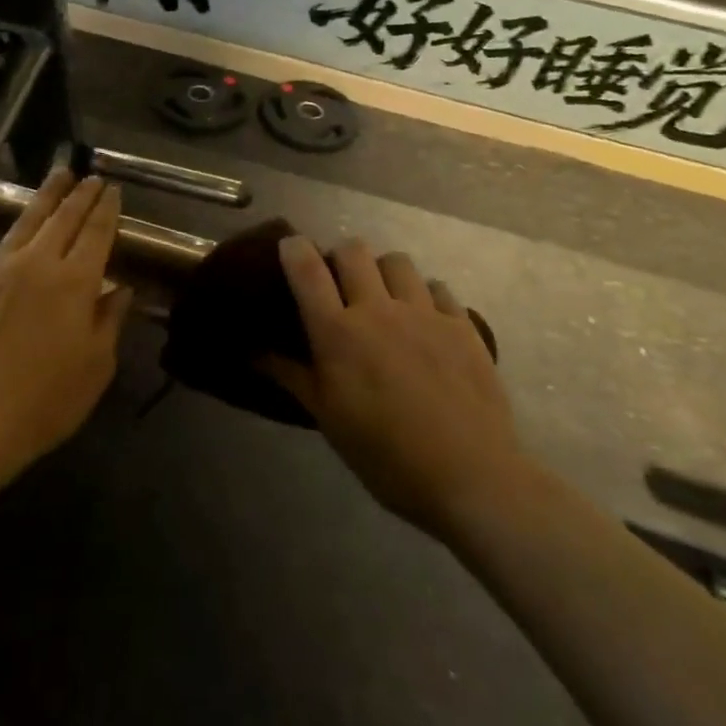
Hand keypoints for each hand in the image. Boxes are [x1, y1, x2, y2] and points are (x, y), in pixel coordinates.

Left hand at [0, 170, 131, 481]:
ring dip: (44, 195)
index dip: (107, 210)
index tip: (113, 189)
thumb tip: (121, 289)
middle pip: (64, 219)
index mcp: (74, 282)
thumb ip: (109, 321)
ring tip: (58, 173)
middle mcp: (36, 263)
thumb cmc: (42, 403)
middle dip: (81, 195)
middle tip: (91, 177)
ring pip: (24, 221)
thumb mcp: (95, 368)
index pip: (97, 233)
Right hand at [263, 237, 517, 543]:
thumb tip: (254, 352)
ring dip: (383, 271)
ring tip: (385, 296)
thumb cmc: (386, 456)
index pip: (307, 269)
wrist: (471, 478)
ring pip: (397, 261)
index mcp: (339, 333)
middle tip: (340, 282)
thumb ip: (291, 375)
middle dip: (340, 256)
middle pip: (353, 250)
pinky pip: (438, 287)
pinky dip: (425, 294)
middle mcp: (378, 310)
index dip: (294, 249)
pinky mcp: (461, 325)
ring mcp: (424, 313)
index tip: (290, 247)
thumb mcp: (328, 419)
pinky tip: (425, 320)